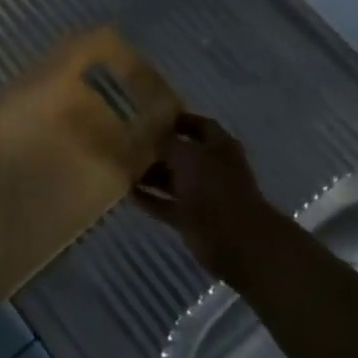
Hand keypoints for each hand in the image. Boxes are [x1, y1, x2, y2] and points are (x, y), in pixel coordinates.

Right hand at [133, 114, 284, 284]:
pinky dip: (150, 200)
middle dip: (159, 150)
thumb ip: (168, 143)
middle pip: (183, 154)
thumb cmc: (213, 187)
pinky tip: (128, 193)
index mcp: (220, 147)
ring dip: (151, 175)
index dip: (180, 120)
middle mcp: (213, 168)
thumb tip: (154, 138)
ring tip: (123, 168)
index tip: (154, 118)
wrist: (233, 239)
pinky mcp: (192, 219)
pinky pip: (166, 205)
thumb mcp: (187, 156)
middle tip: (130, 143)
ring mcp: (203, 195)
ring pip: (173, 180)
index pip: (200, 125)